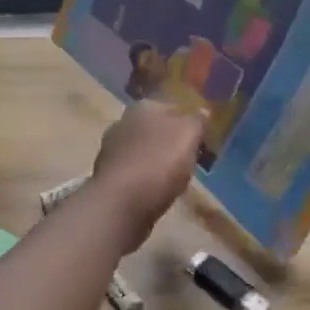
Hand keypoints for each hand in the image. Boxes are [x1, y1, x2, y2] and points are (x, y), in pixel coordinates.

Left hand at [90, 101, 206, 247]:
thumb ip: (196, 121)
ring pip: (142, 151)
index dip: (188, 121)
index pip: (172, 107)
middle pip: (155, 129)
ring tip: (175, 178)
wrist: (121, 203)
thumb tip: (202, 111)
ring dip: (156, 161)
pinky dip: (144, 179)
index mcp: (143, 107)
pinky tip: (155, 191)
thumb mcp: (189, 135)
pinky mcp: (107, 177)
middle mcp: (122, 122)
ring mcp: (111, 150)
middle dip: (170, 141)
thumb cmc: (159, 162)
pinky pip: (134, 173)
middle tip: (190, 159)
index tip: (202, 139)